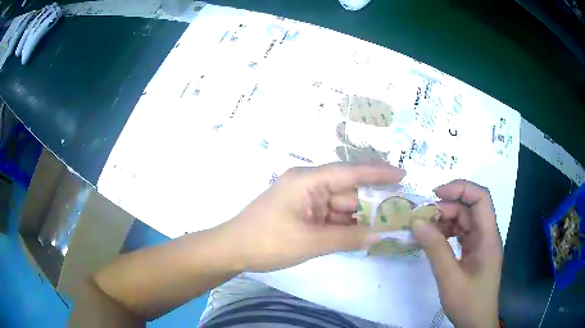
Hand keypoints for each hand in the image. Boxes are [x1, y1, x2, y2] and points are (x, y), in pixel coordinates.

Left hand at [218, 162, 405, 271]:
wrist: (233, 251)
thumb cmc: (267, 242)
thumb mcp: (310, 241)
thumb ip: (347, 237)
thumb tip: (379, 235)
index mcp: (308, 180)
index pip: (350, 172)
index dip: (378, 172)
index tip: (403, 174)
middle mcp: (309, 185)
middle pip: (349, 191)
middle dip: (373, 202)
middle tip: (401, 210)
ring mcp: (306, 201)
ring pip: (342, 206)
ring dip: (361, 217)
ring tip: (389, 225)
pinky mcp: (304, 215)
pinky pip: (332, 217)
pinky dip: (347, 226)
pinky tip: (365, 234)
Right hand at [411, 180, 502, 327]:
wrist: (476, 323)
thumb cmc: (468, 302)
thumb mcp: (450, 279)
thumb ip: (436, 249)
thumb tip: (417, 222)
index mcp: (488, 237)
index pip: (481, 198)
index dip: (460, 189)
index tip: (435, 194)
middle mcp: (487, 235)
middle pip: (469, 209)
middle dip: (445, 208)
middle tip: (421, 219)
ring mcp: (481, 244)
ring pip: (464, 221)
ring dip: (444, 221)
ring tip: (423, 230)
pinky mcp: (474, 252)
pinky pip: (461, 234)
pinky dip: (446, 233)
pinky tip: (433, 240)